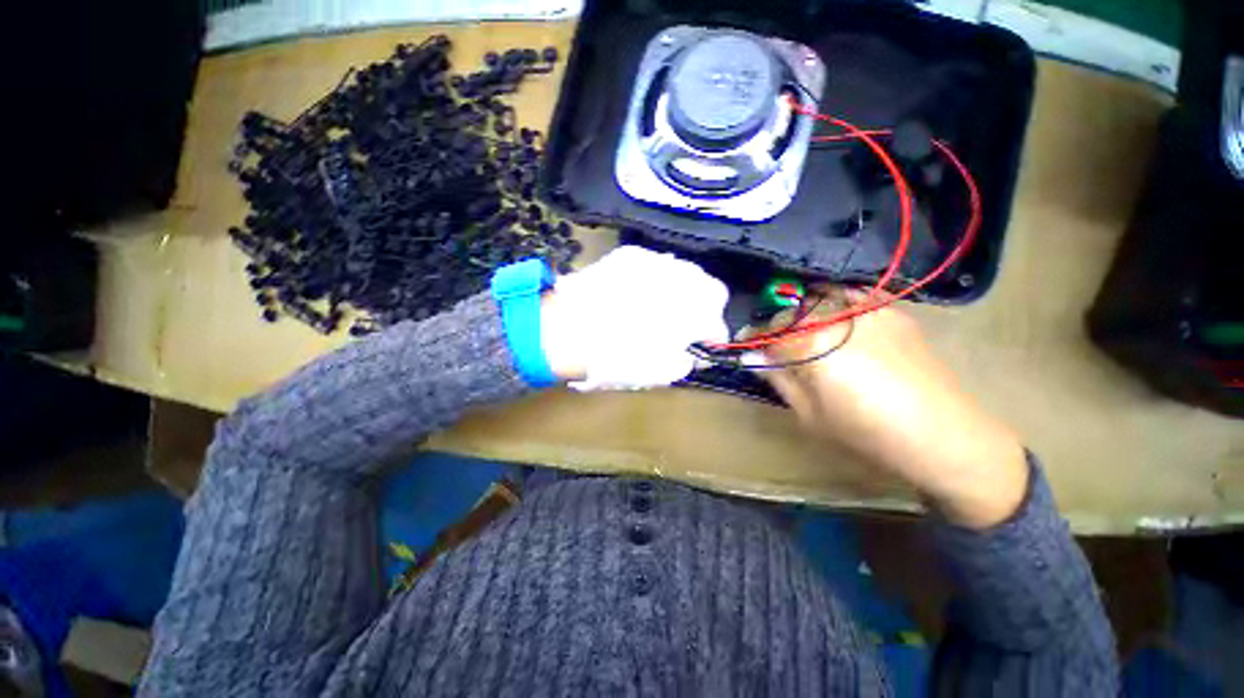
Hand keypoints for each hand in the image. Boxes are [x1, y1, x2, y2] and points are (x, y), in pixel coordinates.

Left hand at [540, 246, 729, 389]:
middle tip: (688, 324)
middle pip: (711, 289)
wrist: (565, 330)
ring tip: (664, 307)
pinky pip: (656, 265)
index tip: (704, 344)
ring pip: (685, 272)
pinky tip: (639, 293)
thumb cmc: (615, 357)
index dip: (713, 336)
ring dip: (683, 291)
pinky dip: (656, 280)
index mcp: (694, 313)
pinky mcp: (631, 255)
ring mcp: (656, 262)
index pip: (718, 323)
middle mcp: (683, 281)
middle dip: (705, 308)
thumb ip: (683, 361)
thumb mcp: (658, 373)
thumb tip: (689, 353)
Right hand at [759, 290, 1028, 528]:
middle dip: (778, 329)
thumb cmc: (866, 432)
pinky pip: (850, 296)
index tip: (749, 347)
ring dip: (804, 314)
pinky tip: (839, 323)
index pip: (768, 333)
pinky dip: (834, 304)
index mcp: (811, 343)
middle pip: (791, 313)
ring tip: (809, 336)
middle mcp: (836, 316)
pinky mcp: (892, 309)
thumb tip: (749, 355)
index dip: (754, 340)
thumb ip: (776, 378)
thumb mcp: (808, 413)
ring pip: (817, 299)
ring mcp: (867, 308)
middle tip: (781, 350)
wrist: (944, 435)